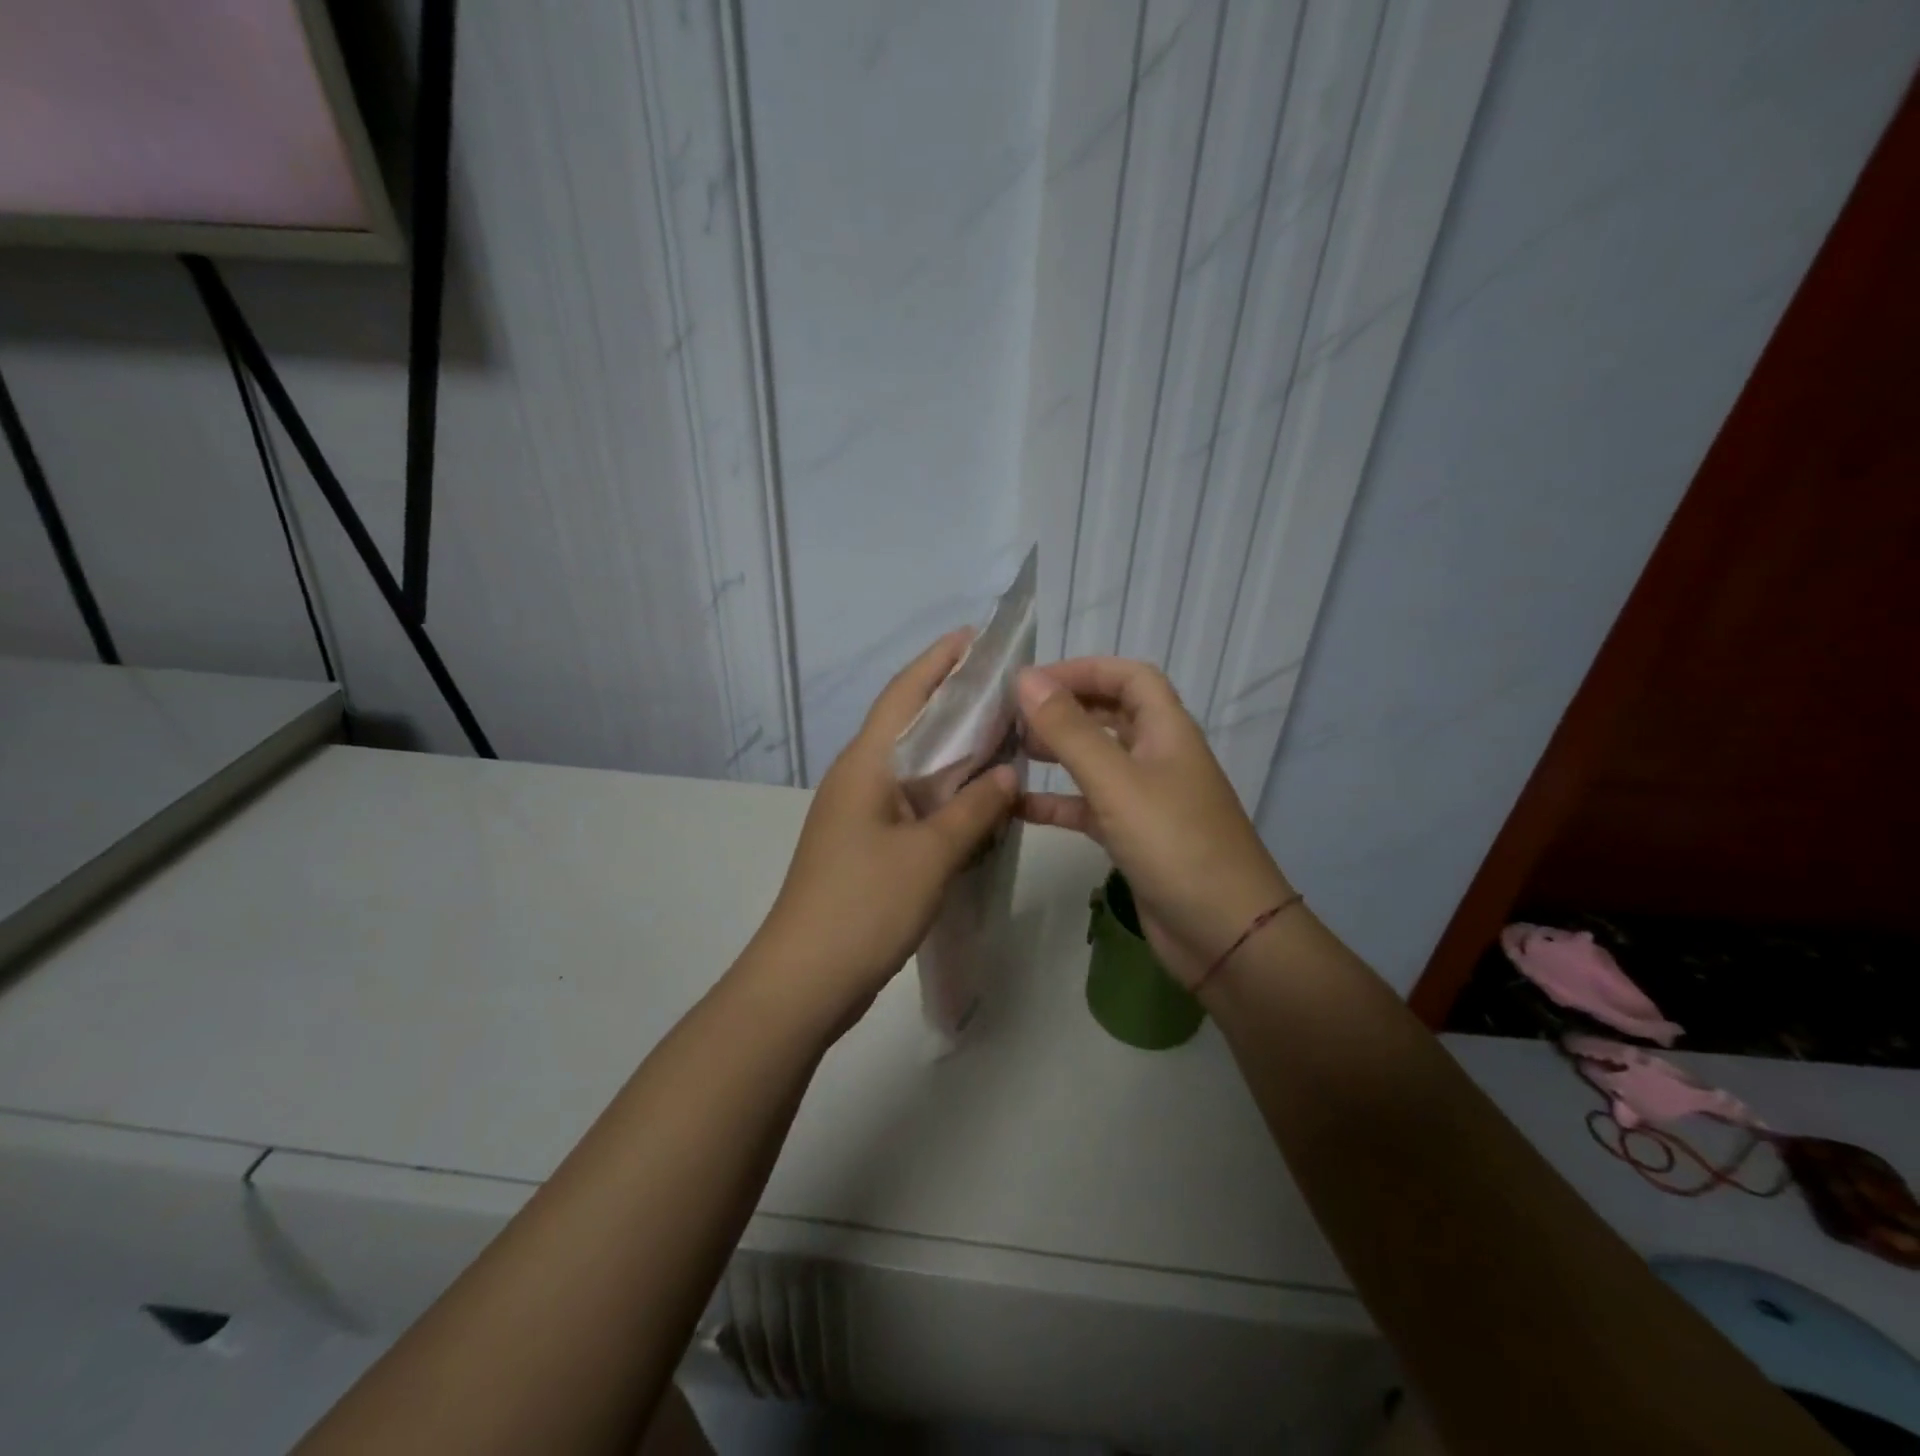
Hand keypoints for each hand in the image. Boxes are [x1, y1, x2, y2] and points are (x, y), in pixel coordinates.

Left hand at [749, 631, 1018, 1029]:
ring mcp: (857, 814)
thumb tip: (1007, 776)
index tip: (973, 637)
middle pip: (907, 725)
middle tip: (1002, 688)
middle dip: (950, 701)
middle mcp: (857, 779)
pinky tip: (975, 800)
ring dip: (950, 750)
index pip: (904, 695)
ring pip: (911, 767)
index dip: (937, 662)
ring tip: (999, 735)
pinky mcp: (864, 845)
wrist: (804, 980)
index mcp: (864, 766)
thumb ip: (973, 810)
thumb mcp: (930, 855)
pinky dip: (943, 792)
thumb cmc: (864, 905)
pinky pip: (910, 803)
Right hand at [1017, 659, 1290, 988]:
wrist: (1224, 934)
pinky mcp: (1133, 837)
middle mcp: (1158, 757)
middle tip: (1012, 718)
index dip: (1083, 670)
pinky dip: (1056, 803)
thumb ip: (1070, 731)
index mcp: (1167, 731)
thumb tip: (1026, 679)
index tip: (1032, 682)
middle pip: (1110, 715)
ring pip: (1096, 761)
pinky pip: (1088, 807)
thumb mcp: (1117, 782)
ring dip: (1057, 752)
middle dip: (1064, 709)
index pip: (1128, 677)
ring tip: (1011, 752)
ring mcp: (1146, 799)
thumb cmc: (1175, 845)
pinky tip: (1017, 807)